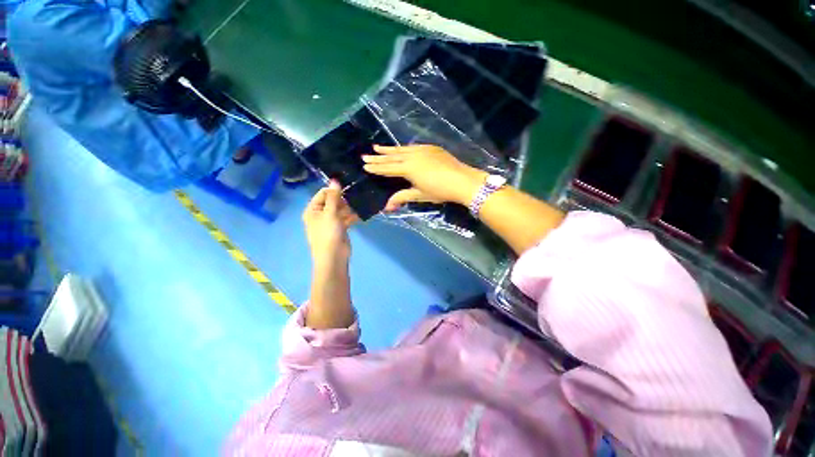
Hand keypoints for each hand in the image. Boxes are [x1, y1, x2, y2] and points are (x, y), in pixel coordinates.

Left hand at [302, 181, 358, 267]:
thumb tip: (334, 179)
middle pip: (332, 201)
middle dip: (343, 200)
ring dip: (349, 208)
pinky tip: (361, 214)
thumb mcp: (330, 213)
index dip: (334, 190)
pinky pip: (346, 218)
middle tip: (354, 198)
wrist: (333, 257)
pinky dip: (352, 216)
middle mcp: (320, 214)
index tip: (347, 189)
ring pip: (341, 210)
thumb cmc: (328, 233)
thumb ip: (334, 197)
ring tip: (360, 205)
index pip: (323, 194)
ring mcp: (330, 222)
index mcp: (312, 210)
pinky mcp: (340, 228)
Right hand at [362, 145, 486, 210]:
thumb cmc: (440, 191)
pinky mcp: (430, 148)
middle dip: (378, 157)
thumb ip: (402, 197)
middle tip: (365, 155)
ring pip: (402, 149)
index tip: (365, 165)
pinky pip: (412, 147)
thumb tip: (386, 207)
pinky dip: (403, 148)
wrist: (462, 180)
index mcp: (408, 169)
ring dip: (389, 149)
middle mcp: (412, 156)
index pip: (388, 168)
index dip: (376, 168)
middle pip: (392, 157)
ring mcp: (422, 150)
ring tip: (377, 147)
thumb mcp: (419, 195)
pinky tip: (400, 149)